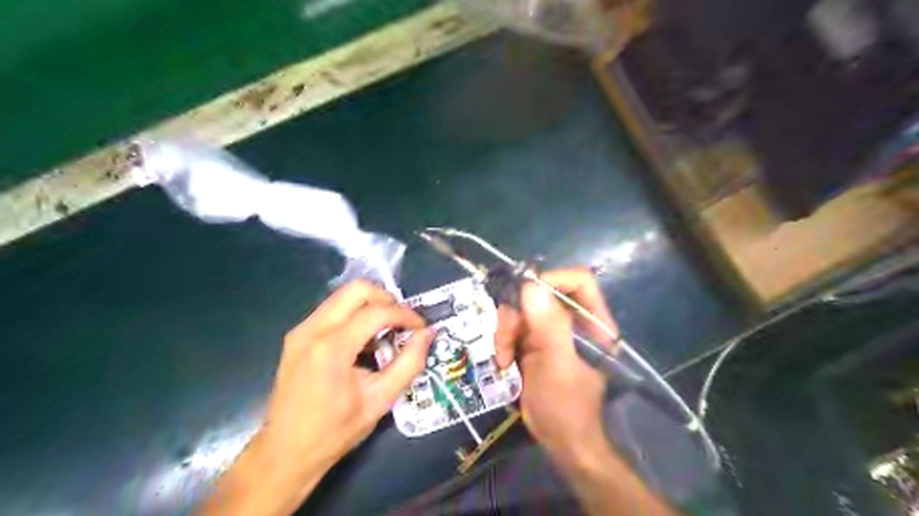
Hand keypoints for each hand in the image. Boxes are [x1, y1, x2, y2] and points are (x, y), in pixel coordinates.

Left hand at [198, 281, 435, 515]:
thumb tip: (428, 334)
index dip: (405, 315)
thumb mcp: (381, 400)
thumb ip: (409, 363)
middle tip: (402, 322)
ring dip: (370, 305)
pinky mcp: (296, 335)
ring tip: (385, 332)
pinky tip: (362, 341)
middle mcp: (312, 329)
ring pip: (343, 295)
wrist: (285, 453)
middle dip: (386, 299)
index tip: (420, 328)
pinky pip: (332, 309)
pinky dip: (354, 314)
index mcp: (332, 348)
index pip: (377, 311)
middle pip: (357, 289)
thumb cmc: (335, 431)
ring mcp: (300, 330)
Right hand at [496, 269, 616, 460]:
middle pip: (539, 293)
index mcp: (592, 323)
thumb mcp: (558, 365)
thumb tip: (530, 285)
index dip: (551, 279)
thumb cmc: (567, 407)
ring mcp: (551, 331)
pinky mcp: (534, 343)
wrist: (560, 441)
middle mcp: (572, 322)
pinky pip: (512, 327)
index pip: (578, 281)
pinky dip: (503, 342)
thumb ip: (548, 325)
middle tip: (506, 337)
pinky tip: (503, 363)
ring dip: (505, 331)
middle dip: (517, 314)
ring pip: (521, 310)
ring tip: (503, 359)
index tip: (524, 294)